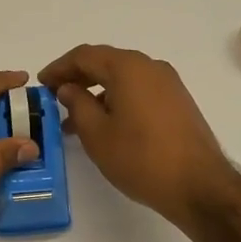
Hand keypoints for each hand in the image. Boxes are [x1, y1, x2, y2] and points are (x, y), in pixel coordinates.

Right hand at [38, 45, 236, 231]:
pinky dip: (118, 101)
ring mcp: (169, 84)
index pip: (85, 55)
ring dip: (97, 93)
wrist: (199, 186)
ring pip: (124, 79)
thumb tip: (68, 88)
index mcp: (128, 67)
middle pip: (106, 63)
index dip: (59, 67)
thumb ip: (77, 104)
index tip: (41, 83)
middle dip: (78, 78)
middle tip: (55, 98)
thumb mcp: (97, 133)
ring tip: (75, 122)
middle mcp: (151, 67)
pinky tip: (107, 126)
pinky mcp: (179, 103)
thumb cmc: (140, 158)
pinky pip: (140, 91)